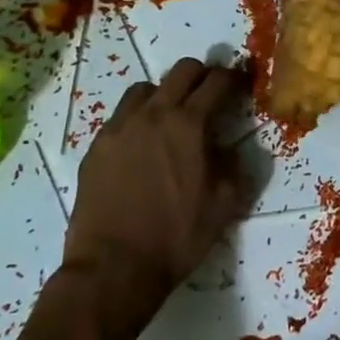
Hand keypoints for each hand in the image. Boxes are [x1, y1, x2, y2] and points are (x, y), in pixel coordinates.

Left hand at [62, 58, 251, 309]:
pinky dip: (138, 118)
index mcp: (189, 124)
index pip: (218, 81)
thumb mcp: (225, 204)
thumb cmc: (176, 237)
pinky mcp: (97, 147)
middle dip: (203, 76)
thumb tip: (231, 148)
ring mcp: (120, 128)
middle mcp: (153, 114)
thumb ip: (235, 166)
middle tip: (211, 97)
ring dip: (166, 94)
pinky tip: (143, 145)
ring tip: (171, 119)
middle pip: (183, 70)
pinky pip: (121, 116)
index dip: (235, 78)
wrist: (113, 269)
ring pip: (147, 88)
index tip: (242, 84)